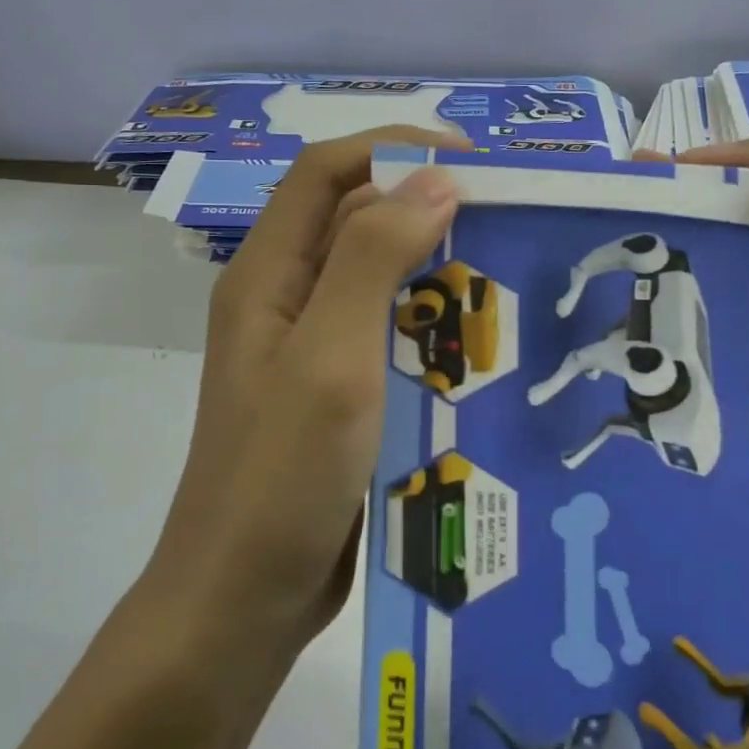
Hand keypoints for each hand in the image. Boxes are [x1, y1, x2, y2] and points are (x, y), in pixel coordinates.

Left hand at [146, 127, 464, 657]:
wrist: (242, 600)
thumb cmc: (279, 477)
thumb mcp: (329, 358)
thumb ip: (372, 261)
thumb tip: (433, 179)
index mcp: (268, 275)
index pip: (324, 173)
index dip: (390, 148)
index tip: (469, 160)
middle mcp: (286, 301)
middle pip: (355, 221)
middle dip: (424, 206)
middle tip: (504, 219)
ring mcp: (311, 350)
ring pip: (379, 280)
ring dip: (435, 269)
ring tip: (506, 276)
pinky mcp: (338, 393)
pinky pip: (390, 335)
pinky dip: (433, 325)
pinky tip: (482, 343)